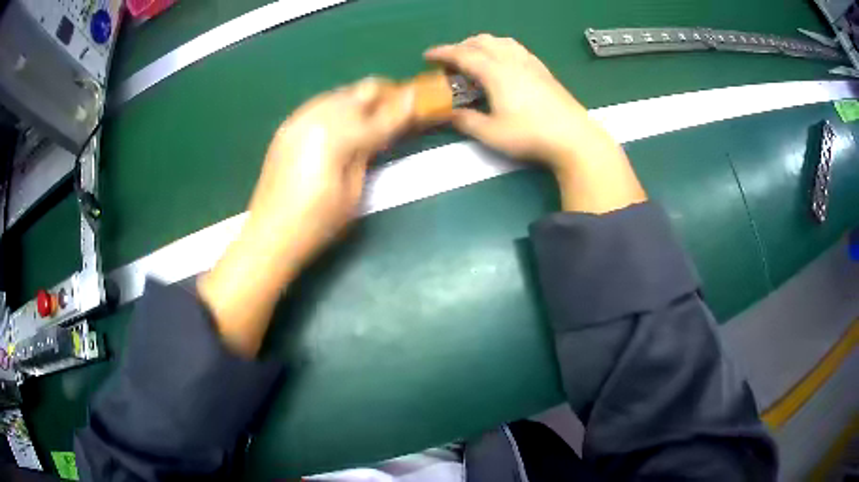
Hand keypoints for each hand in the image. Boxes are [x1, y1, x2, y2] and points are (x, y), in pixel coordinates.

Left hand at [198, 78, 411, 355]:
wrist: (270, 234)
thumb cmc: (317, 224)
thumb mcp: (353, 193)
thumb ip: (369, 152)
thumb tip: (384, 130)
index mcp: (336, 138)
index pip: (381, 117)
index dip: (404, 109)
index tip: (421, 100)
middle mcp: (316, 118)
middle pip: (359, 91)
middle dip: (384, 94)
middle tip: (400, 104)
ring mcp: (299, 119)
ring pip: (339, 92)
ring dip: (361, 98)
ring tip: (374, 111)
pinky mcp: (287, 126)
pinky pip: (320, 103)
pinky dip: (338, 105)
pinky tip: (344, 119)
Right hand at [426, 34, 646, 213]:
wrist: (574, 137)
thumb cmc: (531, 136)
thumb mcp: (492, 134)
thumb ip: (467, 122)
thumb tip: (450, 115)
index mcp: (496, 73)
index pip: (463, 55)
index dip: (442, 53)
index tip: (427, 55)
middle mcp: (512, 61)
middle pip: (481, 42)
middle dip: (461, 46)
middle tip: (450, 61)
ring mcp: (530, 64)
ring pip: (501, 41)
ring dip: (482, 44)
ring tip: (475, 58)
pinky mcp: (543, 70)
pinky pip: (517, 49)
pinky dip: (501, 48)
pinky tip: (503, 62)